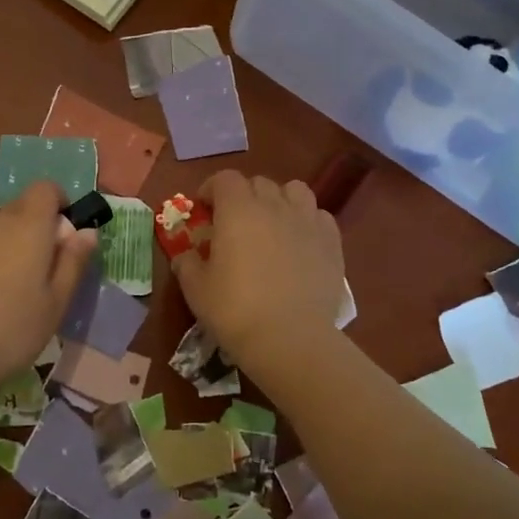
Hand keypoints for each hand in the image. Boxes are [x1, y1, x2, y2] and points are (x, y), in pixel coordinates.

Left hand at [0, 181, 97, 400]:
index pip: (45, 189)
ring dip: (1, 248)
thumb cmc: (10, 331)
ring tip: (0, 292)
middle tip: (36, 274)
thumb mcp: (55, 304)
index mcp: (27, 227)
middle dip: (32, 231)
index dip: (57, 205)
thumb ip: (72, 262)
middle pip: (18, 209)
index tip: (62, 237)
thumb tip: (86, 231)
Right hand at [170, 170, 343, 365]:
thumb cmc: (235, 310)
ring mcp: (307, 221)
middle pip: (258, 183)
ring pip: (294, 191)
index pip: (224, 179)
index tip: (203, 208)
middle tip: (234, 223)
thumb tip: (186, 255)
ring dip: (279, 200)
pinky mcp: (332, 242)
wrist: (290, 339)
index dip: (211, 189)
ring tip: (272, 225)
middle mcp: (274, 206)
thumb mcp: (195, 289)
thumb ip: (187, 263)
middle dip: (243, 195)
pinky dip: (306, 221)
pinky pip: (318, 216)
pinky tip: (300, 243)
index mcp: (237, 210)